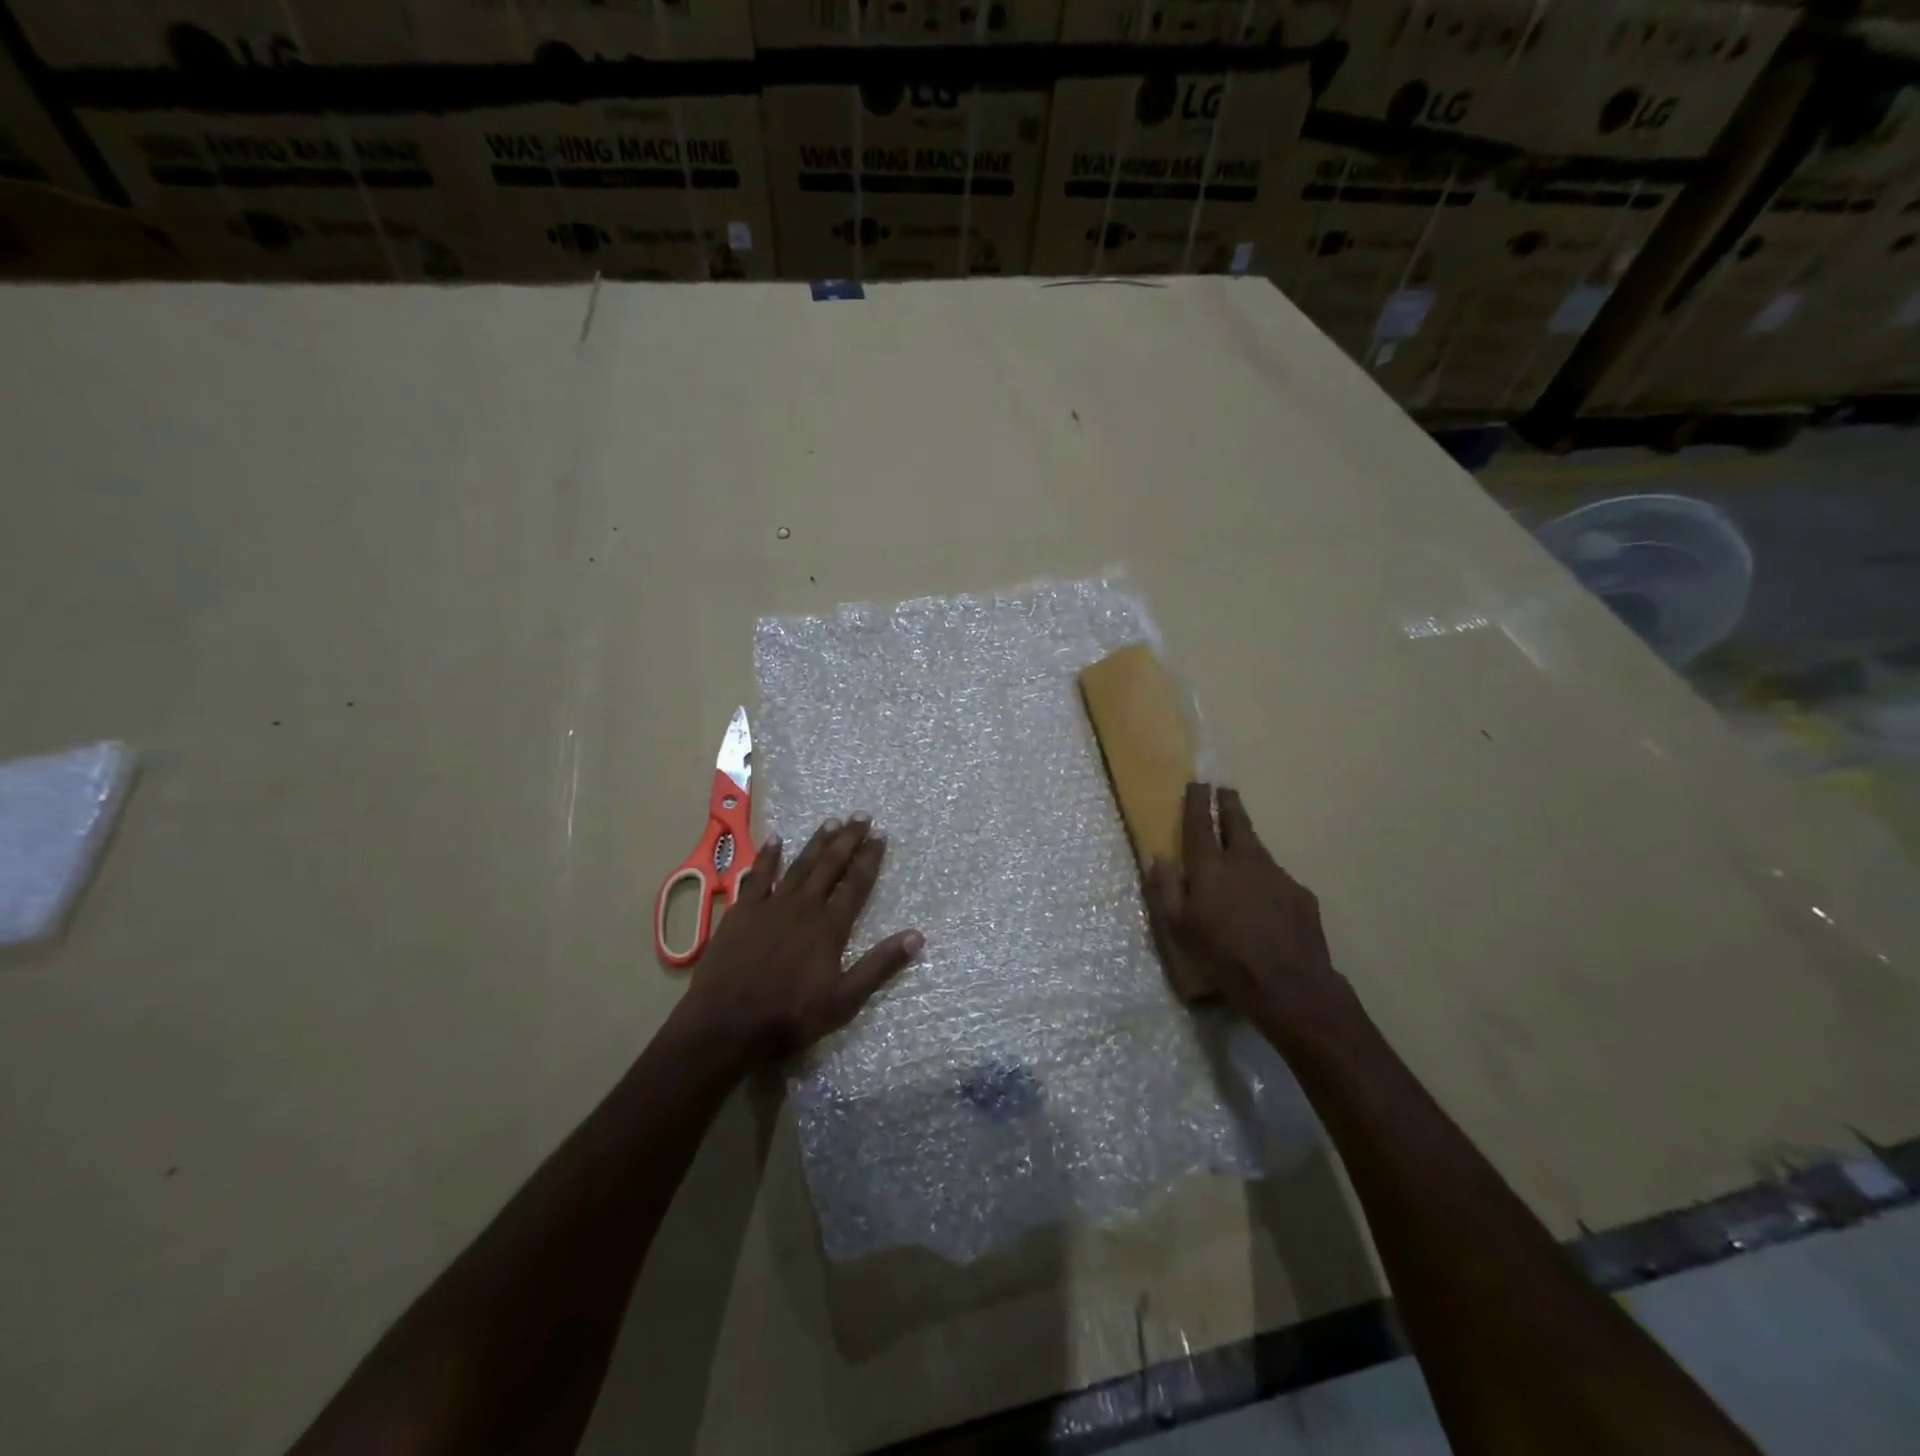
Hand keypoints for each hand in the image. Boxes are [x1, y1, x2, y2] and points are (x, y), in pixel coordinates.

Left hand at [678, 815, 922, 1067]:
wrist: (725, 1022)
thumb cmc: (789, 1016)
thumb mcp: (844, 1000)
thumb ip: (879, 966)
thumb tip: (916, 936)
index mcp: (830, 927)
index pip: (857, 884)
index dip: (870, 858)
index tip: (881, 835)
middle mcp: (804, 907)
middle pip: (830, 865)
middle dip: (848, 839)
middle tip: (861, 816)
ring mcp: (770, 906)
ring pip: (799, 865)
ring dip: (816, 842)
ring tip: (831, 821)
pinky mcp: (742, 911)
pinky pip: (757, 876)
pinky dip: (768, 857)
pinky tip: (775, 839)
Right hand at [1144, 783, 1357, 1043]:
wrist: (1289, 985)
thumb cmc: (1222, 957)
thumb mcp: (1178, 929)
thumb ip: (1165, 889)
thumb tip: (1157, 858)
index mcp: (1210, 867)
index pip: (1200, 823)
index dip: (1197, 802)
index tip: (1197, 783)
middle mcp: (1245, 861)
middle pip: (1237, 822)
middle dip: (1228, 804)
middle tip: (1225, 791)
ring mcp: (1277, 875)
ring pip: (1258, 850)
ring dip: (1247, 843)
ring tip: (1241, 849)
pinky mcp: (1300, 894)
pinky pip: (1277, 879)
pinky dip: (1265, 880)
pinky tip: (1264, 900)